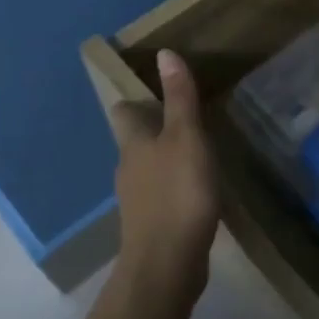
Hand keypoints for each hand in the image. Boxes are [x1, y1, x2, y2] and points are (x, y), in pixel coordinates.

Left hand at [111, 50, 220, 302]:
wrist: (167, 265)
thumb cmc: (178, 192)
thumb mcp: (186, 137)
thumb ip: (179, 98)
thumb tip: (164, 53)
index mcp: (133, 144)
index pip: (123, 111)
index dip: (135, 98)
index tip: (154, 87)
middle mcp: (128, 168)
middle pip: (134, 140)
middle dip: (154, 127)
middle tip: (184, 116)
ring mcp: (137, 200)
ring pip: (147, 168)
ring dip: (165, 157)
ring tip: (195, 150)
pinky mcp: (151, 225)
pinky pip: (160, 194)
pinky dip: (174, 186)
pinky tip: (195, 189)